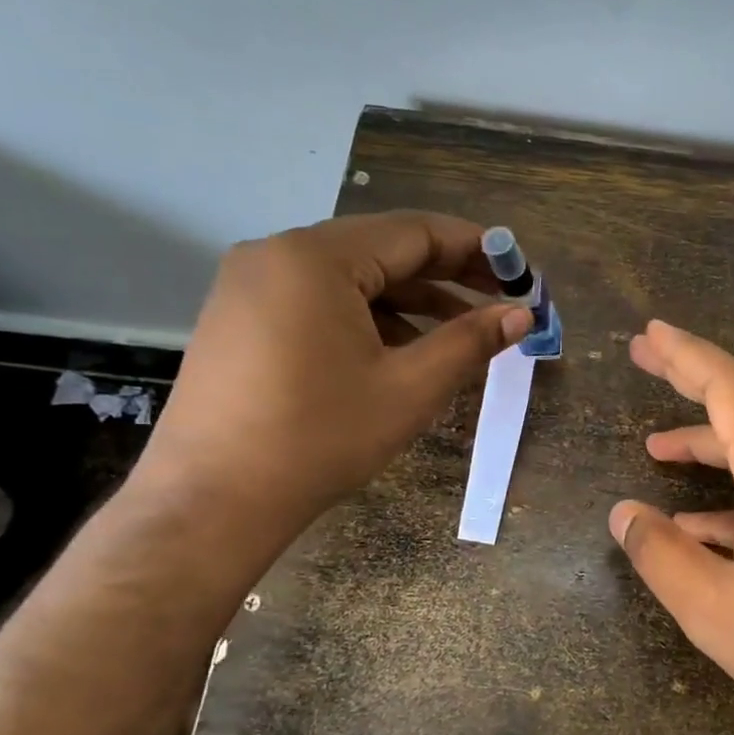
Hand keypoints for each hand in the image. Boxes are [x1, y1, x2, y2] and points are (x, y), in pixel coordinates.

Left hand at [136, 211, 529, 533]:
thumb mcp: (410, 388)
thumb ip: (470, 342)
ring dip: (410, 299)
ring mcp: (251, 285)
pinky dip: (368, 316)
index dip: (476, 249)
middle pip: (382, 249)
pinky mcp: (240, 317)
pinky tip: (401, 350)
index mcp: (317, 258)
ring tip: (461, 332)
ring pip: (351, 276)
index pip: (415, 232)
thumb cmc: (320, 438)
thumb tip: (522, 314)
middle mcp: (277, 254)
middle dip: (447, 274)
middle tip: (502, 298)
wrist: (212, 502)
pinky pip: (319, 299)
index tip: (521, 272)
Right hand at [609, 320, 733, 734]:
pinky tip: (704, 525)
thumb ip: (661, 555)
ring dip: (711, 442)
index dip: (683, 355)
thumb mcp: (716, 611)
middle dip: (692, 380)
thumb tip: (623, 514)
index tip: (648, 334)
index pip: (727, 387)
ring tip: (658, 449)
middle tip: (646, 358)